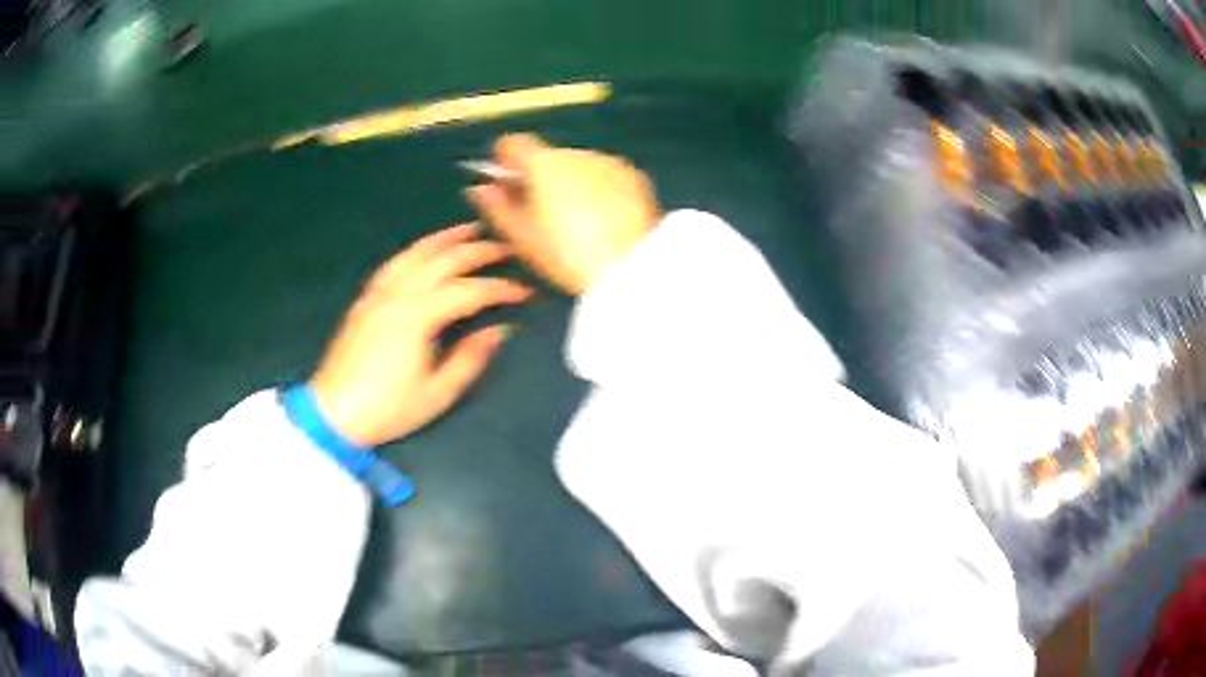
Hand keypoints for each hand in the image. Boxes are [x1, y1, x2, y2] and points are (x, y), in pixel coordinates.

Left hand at [309, 223, 531, 447]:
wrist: (333, 414)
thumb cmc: (388, 408)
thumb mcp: (437, 393)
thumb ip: (470, 358)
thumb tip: (499, 331)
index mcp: (418, 315)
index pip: (469, 291)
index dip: (500, 288)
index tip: (525, 291)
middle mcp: (398, 293)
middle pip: (443, 260)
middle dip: (478, 250)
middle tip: (506, 247)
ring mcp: (378, 293)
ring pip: (415, 253)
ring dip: (445, 238)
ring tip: (469, 229)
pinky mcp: (365, 300)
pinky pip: (394, 264)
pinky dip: (416, 250)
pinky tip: (425, 251)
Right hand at [466, 134, 659, 293]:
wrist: (630, 268)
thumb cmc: (569, 257)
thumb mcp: (524, 239)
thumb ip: (498, 207)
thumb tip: (479, 189)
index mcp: (543, 164)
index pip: (513, 143)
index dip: (504, 159)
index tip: (504, 181)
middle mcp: (576, 153)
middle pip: (548, 156)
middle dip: (541, 176)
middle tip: (542, 213)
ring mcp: (609, 162)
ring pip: (578, 165)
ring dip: (571, 181)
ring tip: (577, 221)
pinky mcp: (634, 176)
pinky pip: (605, 175)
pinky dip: (599, 188)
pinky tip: (603, 219)